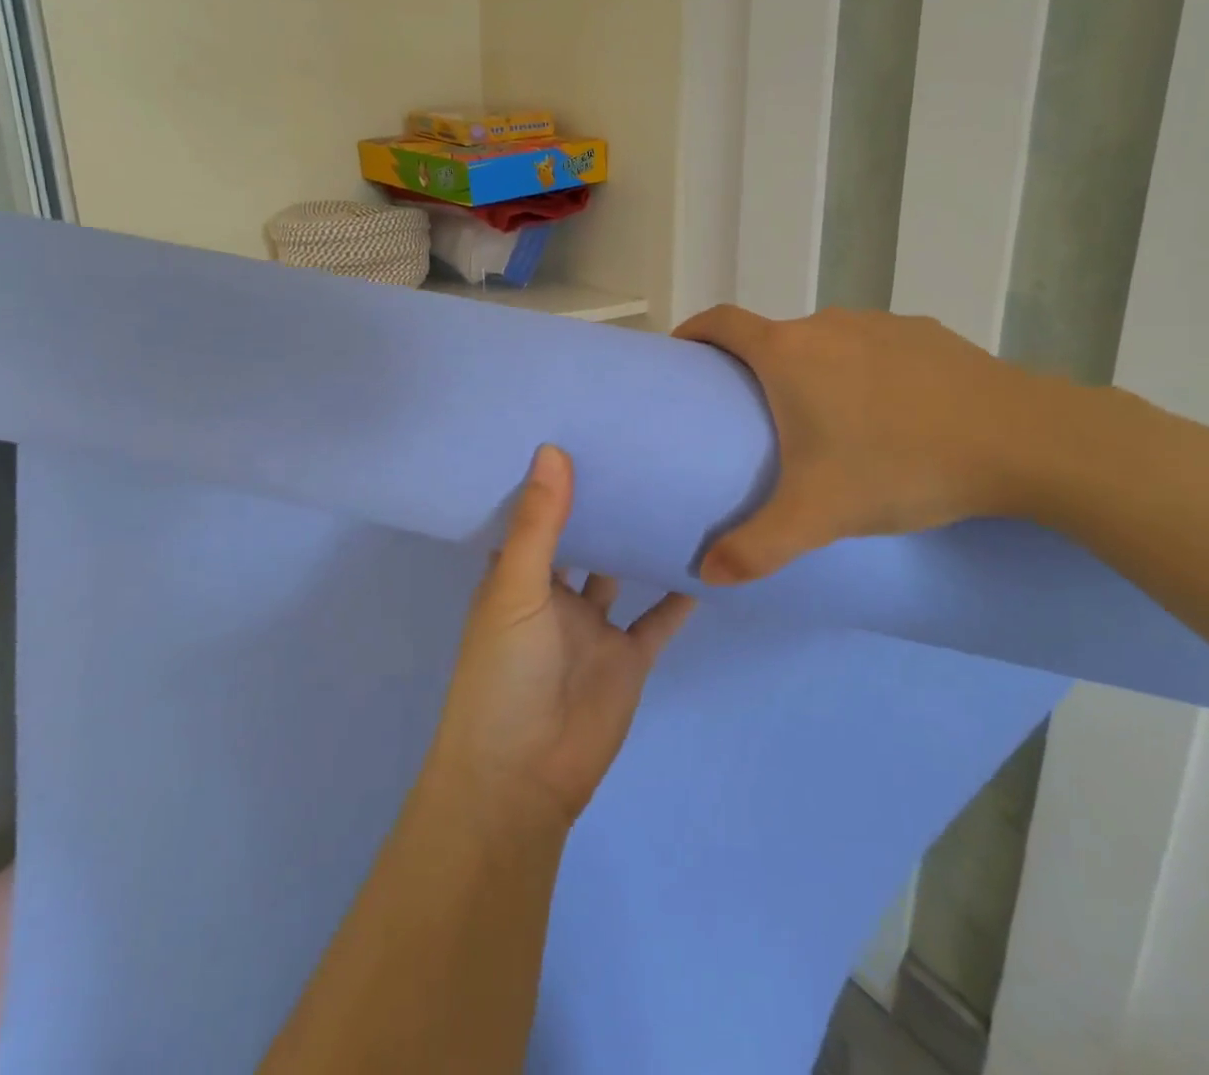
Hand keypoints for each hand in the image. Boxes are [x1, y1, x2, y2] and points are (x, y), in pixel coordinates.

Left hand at [426, 445, 695, 830]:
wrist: (524, 777)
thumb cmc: (504, 674)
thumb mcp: (514, 590)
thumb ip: (539, 525)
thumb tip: (552, 449)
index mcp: (517, 577)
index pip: (533, 516)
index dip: (551, 481)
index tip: (577, 430)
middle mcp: (555, 595)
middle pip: (582, 540)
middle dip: (601, 504)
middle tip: (636, 449)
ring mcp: (594, 628)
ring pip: (620, 573)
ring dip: (638, 543)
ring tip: (673, 491)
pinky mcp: (629, 657)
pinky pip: (658, 619)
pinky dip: (679, 597)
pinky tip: (705, 560)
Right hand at [674, 307, 1057, 583]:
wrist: (1022, 440)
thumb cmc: (901, 465)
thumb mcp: (819, 515)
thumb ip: (757, 547)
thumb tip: (707, 574)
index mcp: (788, 353)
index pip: (721, 323)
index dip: (694, 333)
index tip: (683, 356)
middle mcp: (827, 324)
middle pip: (773, 337)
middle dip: (756, 369)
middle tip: (758, 420)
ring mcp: (881, 324)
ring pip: (827, 343)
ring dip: (813, 371)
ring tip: (828, 423)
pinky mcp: (926, 334)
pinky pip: (875, 349)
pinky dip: (864, 372)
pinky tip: (891, 414)